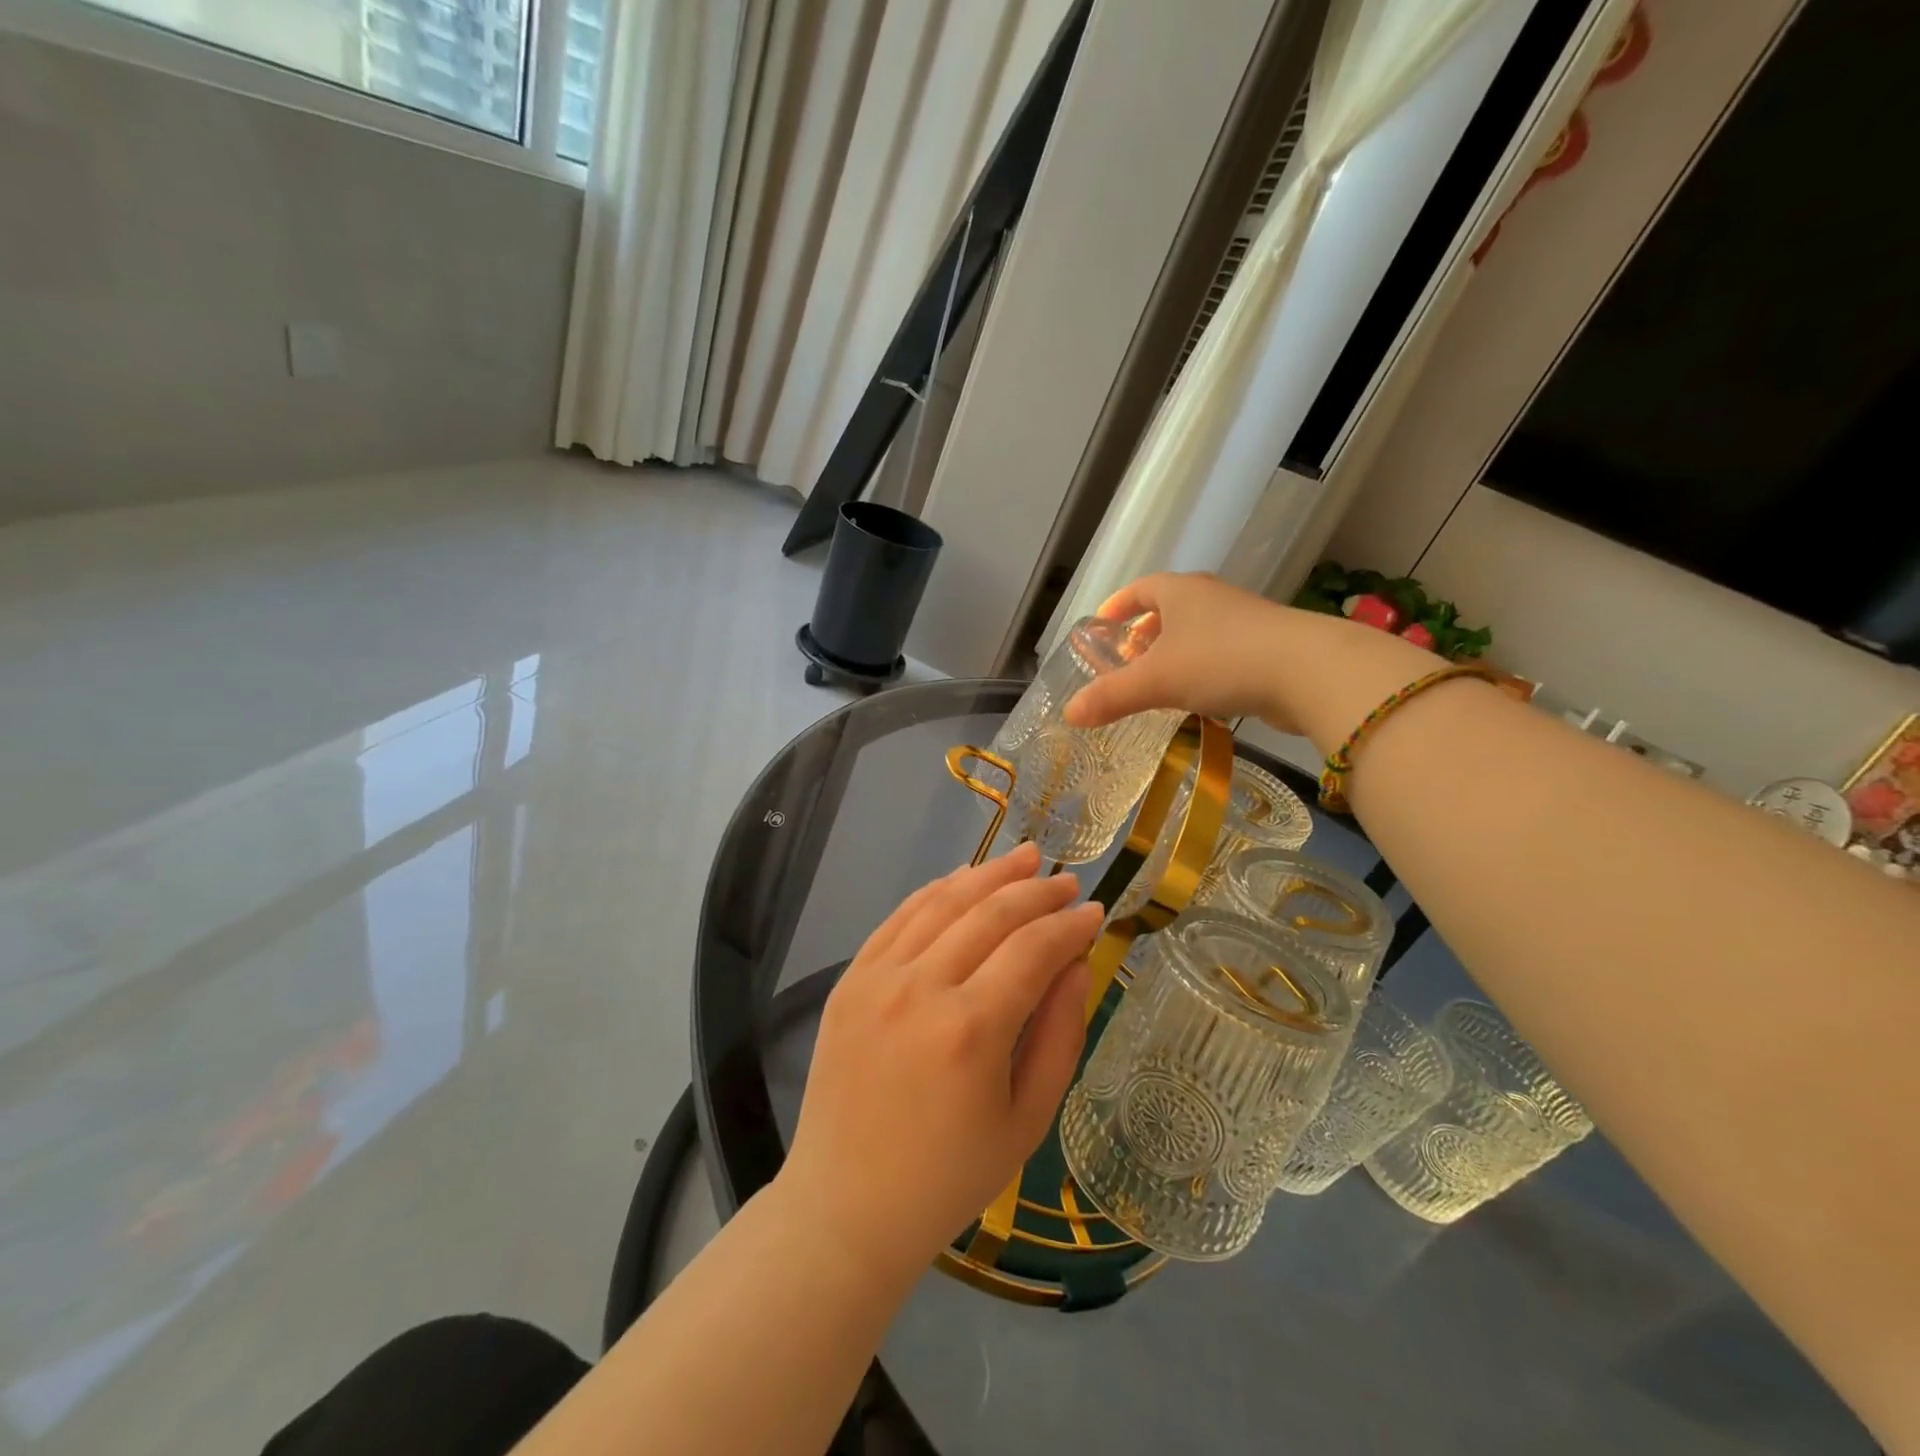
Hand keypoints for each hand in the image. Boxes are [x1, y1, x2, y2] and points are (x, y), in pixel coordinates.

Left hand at [778, 844, 1102, 1280]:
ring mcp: (877, 978)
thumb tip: (1076, 964)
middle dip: (1036, 891)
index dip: (1069, 926)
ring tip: (1025, 858)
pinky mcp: (850, 979)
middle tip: (1068, 882)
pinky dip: (936, 891)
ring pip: (942, 902)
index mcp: (970, 1030)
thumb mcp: (1027, 1120)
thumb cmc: (949, 1177)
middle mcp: (920, 988)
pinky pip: (899, 917)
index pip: (1033, 950)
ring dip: (988, 875)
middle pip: (990, 913)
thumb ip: (1060, 1034)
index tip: (1095, 912)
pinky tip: (963, 879)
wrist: (846, 1206)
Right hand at [1063, 572, 1437, 750]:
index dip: (1118, 606)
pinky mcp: (1268, 647)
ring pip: (1197, 631)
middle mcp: (1211, 598)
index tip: (1102, 626)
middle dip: (1145, 632)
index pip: (1140, 589)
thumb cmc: (1220, 660)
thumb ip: (1111, 696)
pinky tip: (1199, 697)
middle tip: (1127, 660)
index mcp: (1180, 592)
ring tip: (1158, 682)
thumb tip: (1070, 714)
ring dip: (1175, 652)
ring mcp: (1244, 620)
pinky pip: (1222, 652)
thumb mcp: (1156, 680)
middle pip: (1169, 608)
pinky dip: (1202, 668)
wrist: (1308, 671)